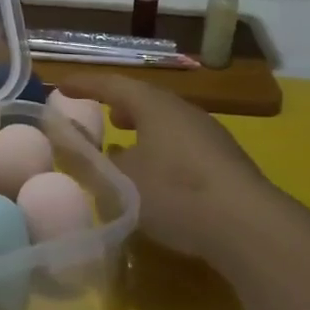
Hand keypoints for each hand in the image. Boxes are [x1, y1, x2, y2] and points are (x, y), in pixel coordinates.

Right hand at [56, 75, 286, 262]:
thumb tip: (82, 148)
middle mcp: (183, 111)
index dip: (85, 84)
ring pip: (166, 123)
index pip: (112, 84)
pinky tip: (158, 175)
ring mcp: (209, 135)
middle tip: (100, 115)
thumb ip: (95, 161)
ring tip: (125, 144)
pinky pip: (182, 144)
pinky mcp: (225, 161)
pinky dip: (160, 149)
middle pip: (144, 99)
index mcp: (154, 105)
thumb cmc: (175, 192)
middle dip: (119, 105)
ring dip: (142, 129)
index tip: (61, 86)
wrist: (248, 226)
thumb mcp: (121, 180)